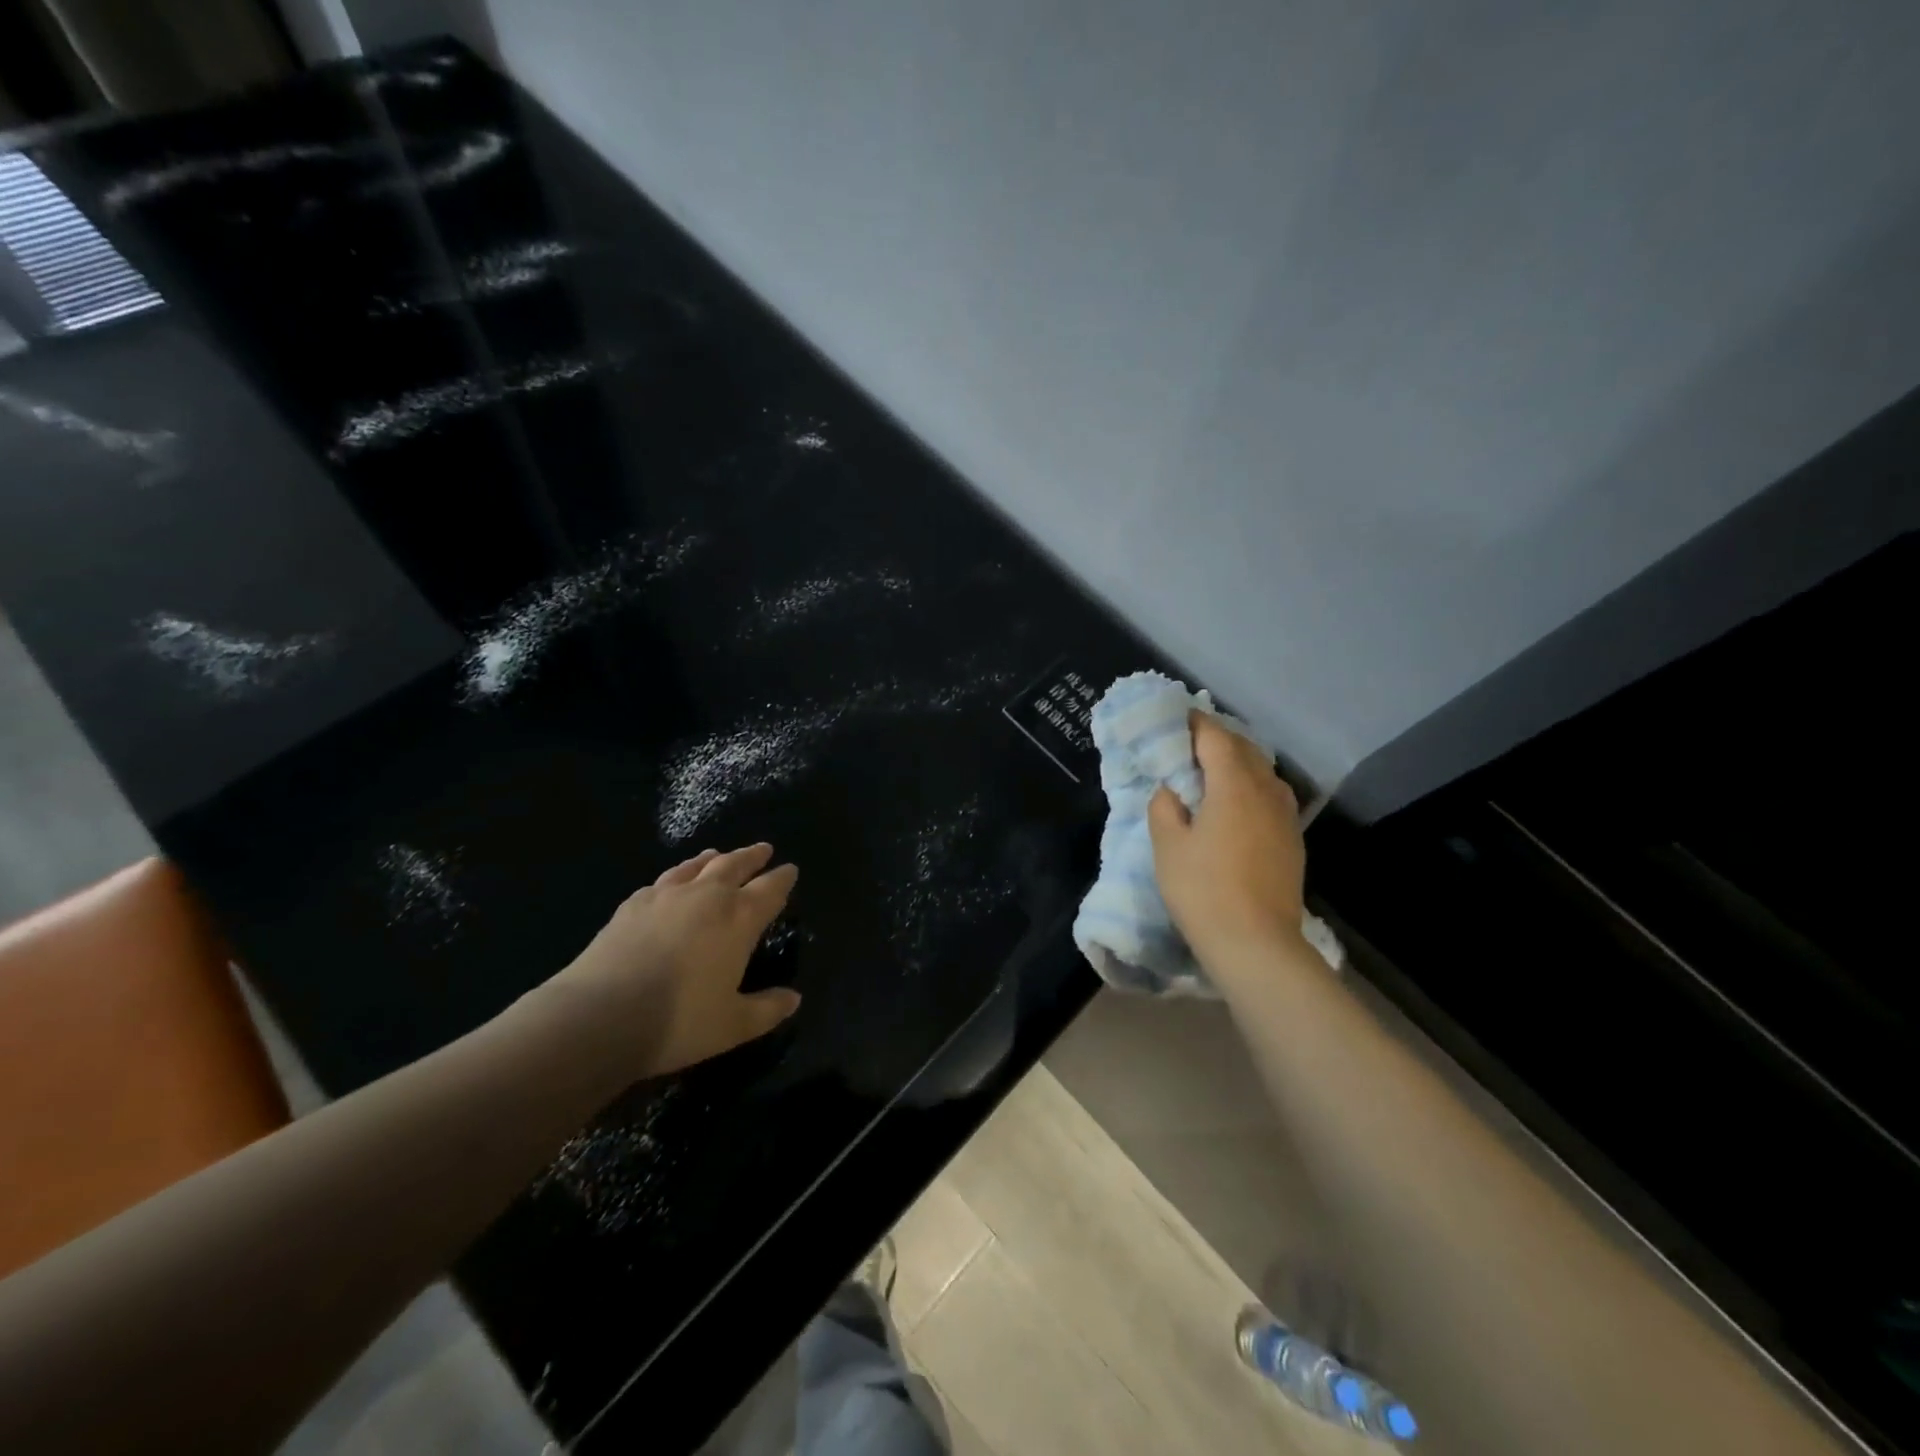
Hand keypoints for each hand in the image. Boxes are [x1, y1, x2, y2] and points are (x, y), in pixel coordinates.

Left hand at [537, 844, 801, 1080]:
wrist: (600, 1016)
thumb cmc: (679, 1021)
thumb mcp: (733, 1025)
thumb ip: (767, 1009)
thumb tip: (794, 999)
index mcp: (739, 918)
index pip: (770, 889)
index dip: (783, 878)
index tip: (791, 869)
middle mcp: (707, 896)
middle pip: (735, 865)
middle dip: (752, 856)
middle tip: (763, 849)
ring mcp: (666, 896)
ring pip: (696, 867)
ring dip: (713, 859)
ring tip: (718, 855)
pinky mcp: (632, 905)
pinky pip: (662, 881)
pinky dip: (676, 876)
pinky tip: (671, 884)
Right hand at [1148, 713, 1309, 976]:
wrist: (1257, 943)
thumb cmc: (1203, 890)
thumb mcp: (1167, 846)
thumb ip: (1164, 807)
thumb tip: (1172, 790)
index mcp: (1233, 785)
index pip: (1215, 737)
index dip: (1195, 724)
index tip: (1175, 718)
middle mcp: (1266, 791)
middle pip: (1244, 749)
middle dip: (1217, 739)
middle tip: (1188, 744)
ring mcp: (1285, 815)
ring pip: (1262, 772)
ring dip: (1238, 762)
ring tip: (1212, 771)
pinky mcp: (1292, 839)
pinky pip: (1271, 796)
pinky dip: (1251, 786)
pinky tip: (1237, 804)